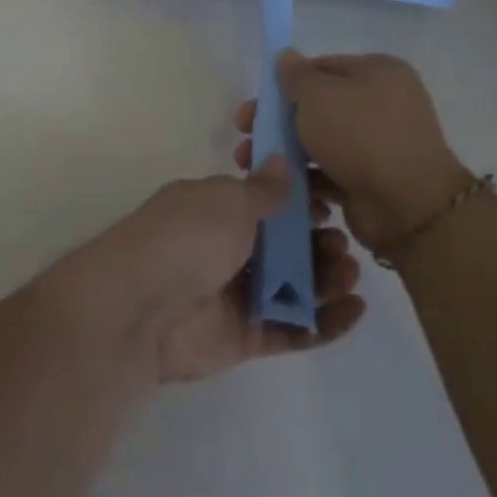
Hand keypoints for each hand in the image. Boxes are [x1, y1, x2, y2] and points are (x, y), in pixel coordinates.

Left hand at [53, 156, 365, 384]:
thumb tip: (283, 160)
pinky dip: (325, 322)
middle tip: (340, 244)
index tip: (330, 203)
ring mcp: (235, 295)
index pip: (266, 205)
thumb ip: (263, 190)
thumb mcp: (227, 200)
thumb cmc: (186, 238)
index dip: (301, 205)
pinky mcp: (245, 336)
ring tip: (349, 273)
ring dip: (327, 280)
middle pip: (284, 248)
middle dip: (319, 243)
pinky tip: (354, 309)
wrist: (142, 305)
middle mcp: (225, 250)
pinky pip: (293, 329)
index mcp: (215, 210)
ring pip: (293, 288)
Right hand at [234, 51, 469, 259]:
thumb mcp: (318, 95)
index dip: (283, 85)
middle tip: (245, 137)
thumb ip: (296, 75)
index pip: (320, 68)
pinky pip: (330, 171)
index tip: (255, 106)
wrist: (407, 204)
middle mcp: (382, 104)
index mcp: (378, 72)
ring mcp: (378, 144)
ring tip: (252, 166)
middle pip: (316, 107)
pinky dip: (307, 178)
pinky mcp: (371, 179)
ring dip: (284, 153)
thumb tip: (286, 56)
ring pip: (319, 141)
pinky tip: (283, 187)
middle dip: (276, 123)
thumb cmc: (359, 135)